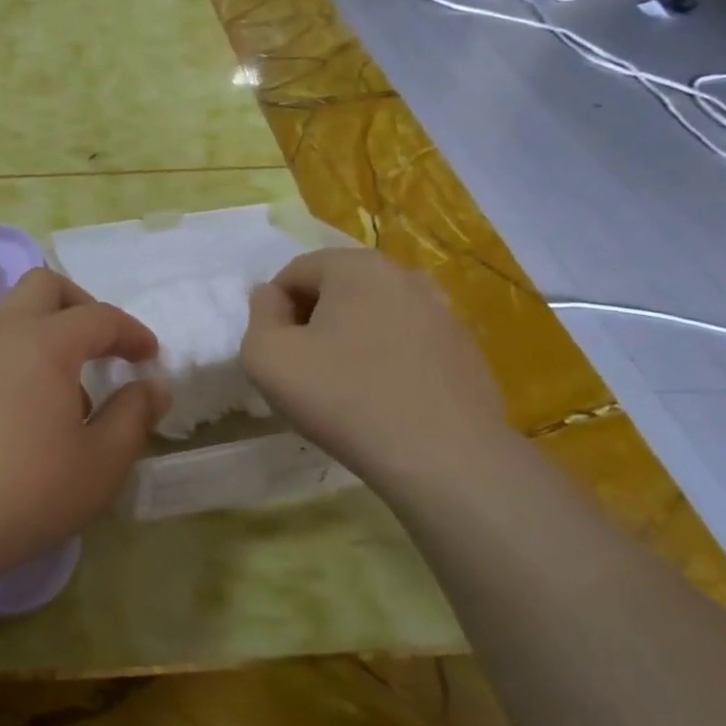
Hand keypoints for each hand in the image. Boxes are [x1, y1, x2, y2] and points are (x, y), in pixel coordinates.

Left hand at [0, 269, 167, 582]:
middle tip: (103, 347)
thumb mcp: (102, 462)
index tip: (150, 358)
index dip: (132, 332)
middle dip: (81, 306)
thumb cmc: (28, 490)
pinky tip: (29, 419)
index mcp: (45, 343)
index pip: (99, 316)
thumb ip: (134, 415)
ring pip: (13, 319)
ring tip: (70, 397)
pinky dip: (21, 363)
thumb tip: (152, 386)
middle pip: (42, 287)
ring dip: (49, 337)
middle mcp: (2, 336)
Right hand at [241, 249, 507, 492]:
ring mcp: (443, 313)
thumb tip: (270, 297)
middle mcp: (404, 276)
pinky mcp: (465, 351)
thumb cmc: (343, 399)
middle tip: (303, 371)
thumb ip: (259, 316)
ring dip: (350, 341)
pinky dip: (387, 361)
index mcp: (356, 266)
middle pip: (337, 290)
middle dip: (312, 323)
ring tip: (343, 389)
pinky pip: (408, 345)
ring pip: (374, 317)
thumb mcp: (268, 358)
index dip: (273, 311)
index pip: (295, 273)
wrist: (444, 459)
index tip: (275, 353)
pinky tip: (382, 403)